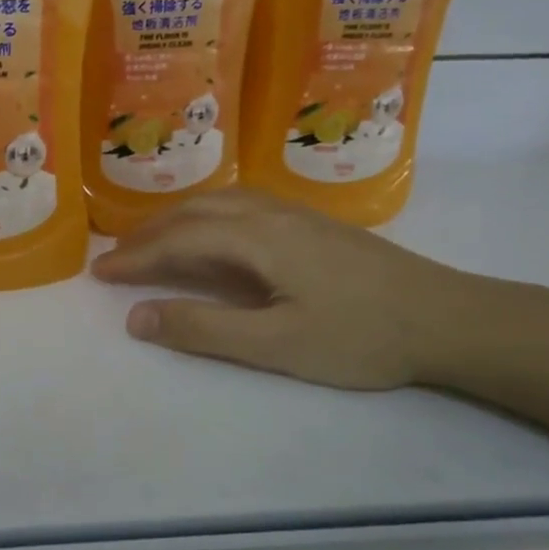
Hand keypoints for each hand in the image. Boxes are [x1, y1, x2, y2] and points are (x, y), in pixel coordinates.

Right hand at [89, 189, 480, 389]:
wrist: (449, 319)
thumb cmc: (361, 337)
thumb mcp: (275, 345)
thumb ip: (202, 329)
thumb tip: (135, 317)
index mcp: (258, 239)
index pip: (178, 240)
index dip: (135, 257)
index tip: (99, 272)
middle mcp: (272, 215)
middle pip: (195, 212)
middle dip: (149, 234)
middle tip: (115, 258)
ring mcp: (297, 217)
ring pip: (220, 204)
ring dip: (177, 220)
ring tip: (151, 243)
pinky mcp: (316, 227)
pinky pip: (243, 208)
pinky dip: (207, 218)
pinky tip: (212, 235)